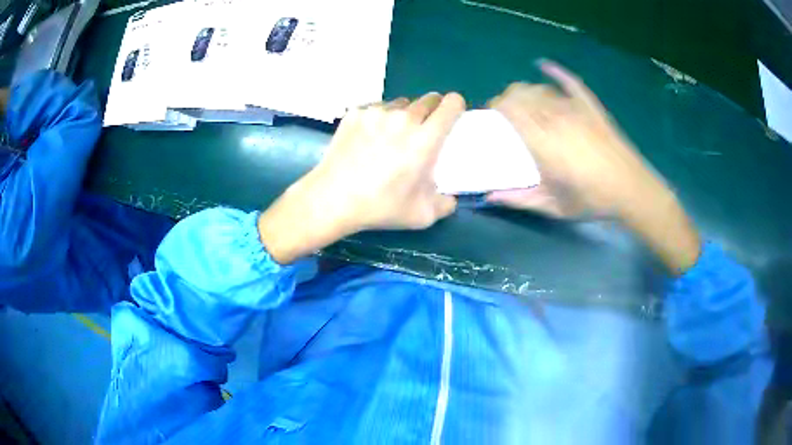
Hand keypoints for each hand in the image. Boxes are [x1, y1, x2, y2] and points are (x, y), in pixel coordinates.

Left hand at [258, 93, 464, 263]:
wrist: (333, 198)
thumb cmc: (380, 206)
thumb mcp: (422, 215)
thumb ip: (445, 205)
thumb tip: (450, 199)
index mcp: (426, 138)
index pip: (451, 103)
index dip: (455, 106)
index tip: (451, 118)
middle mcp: (404, 118)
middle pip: (428, 99)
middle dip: (432, 111)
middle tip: (423, 131)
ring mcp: (377, 112)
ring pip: (402, 103)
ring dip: (405, 114)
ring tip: (393, 136)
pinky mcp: (356, 113)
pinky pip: (377, 108)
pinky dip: (380, 119)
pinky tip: (369, 138)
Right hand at [487, 60, 662, 218]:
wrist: (631, 189)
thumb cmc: (593, 200)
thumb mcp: (554, 206)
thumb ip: (521, 200)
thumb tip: (491, 196)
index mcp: (544, 144)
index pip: (511, 111)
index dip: (497, 106)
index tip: (491, 113)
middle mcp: (556, 119)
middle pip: (523, 94)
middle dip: (508, 97)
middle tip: (504, 109)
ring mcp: (575, 109)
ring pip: (541, 89)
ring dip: (526, 90)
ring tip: (522, 99)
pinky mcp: (591, 107)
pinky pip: (570, 82)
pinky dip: (555, 71)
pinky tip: (543, 65)